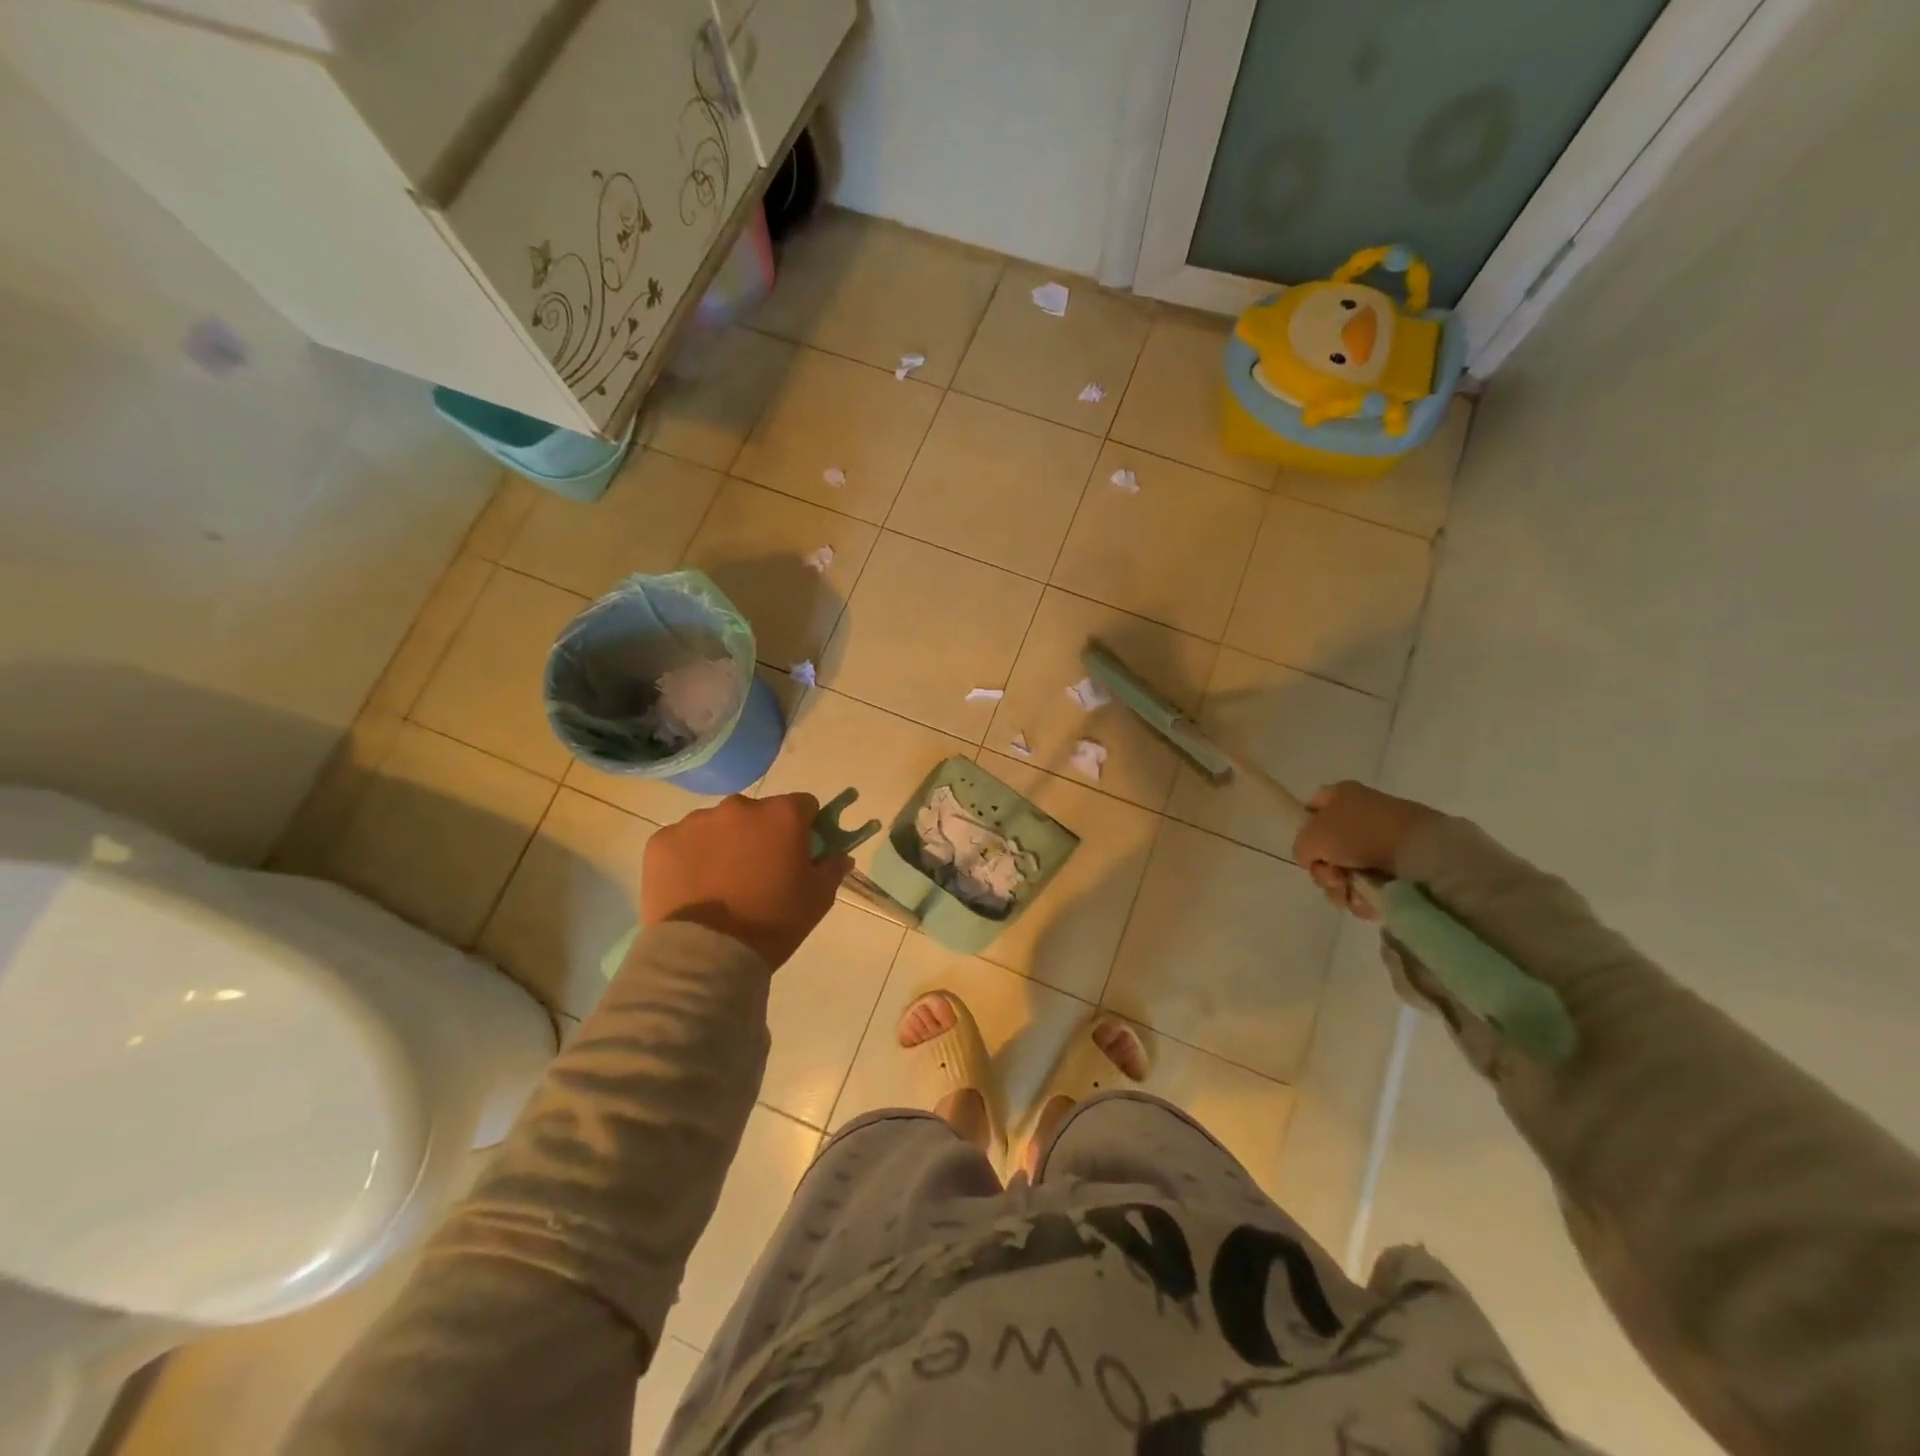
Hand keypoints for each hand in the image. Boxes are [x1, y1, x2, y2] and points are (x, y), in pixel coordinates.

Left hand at [640, 793, 850, 970]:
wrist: (706, 954)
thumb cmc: (772, 923)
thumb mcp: (818, 899)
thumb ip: (832, 868)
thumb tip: (839, 855)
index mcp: (782, 814)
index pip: (804, 806)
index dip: (805, 828)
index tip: (799, 853)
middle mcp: (739, 806)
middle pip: (758, 813)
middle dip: (761, 834)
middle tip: (759, 873)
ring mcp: (695, 821)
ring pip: (718, 825)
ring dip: (724, 844)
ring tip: (720, 885)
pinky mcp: (661, 841)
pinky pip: (683, 842)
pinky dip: (690, 858)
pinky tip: (692, 888)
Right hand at [1291, 782, 1437, 919]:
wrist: (1420, 850)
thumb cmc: (1359, 834)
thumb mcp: (1311, 838)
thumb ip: (1301, 848)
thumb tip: (1314, 860)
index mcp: (1341, 795)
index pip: (1311, 809)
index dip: (1304, 830)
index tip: (1309, 851)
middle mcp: (1361, 814)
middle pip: (1327, 848)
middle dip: (1325, 871)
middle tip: (1333, 879)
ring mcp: (1382, 840)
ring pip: (1347, 871)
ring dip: (1342, 889)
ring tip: (1352, 895)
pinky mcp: (1401, 865)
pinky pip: (1371, 884)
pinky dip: (1365, 896)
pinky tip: (1368, 901)